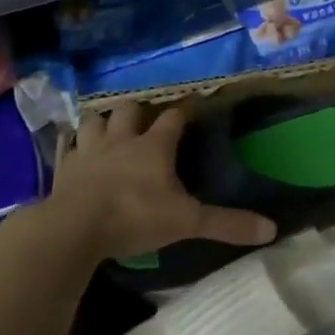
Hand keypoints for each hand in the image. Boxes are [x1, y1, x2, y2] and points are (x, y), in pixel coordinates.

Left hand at [42, 103, 275, 262]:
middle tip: (145, 121)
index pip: (174, 117)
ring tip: (109, 130)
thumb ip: (227, 224)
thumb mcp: (187, 222)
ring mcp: (88, 151)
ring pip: (94, 120)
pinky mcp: (63, 168)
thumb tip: (271, 228)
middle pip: (128, 109)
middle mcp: (121, 140)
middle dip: (137, 111)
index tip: (194, 106)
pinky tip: (74, 148)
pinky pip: (66, 146)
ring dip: (102, 122)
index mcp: (154, 146)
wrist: (74, 228)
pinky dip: (71, 144)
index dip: (186, 111)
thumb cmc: (135, 216)